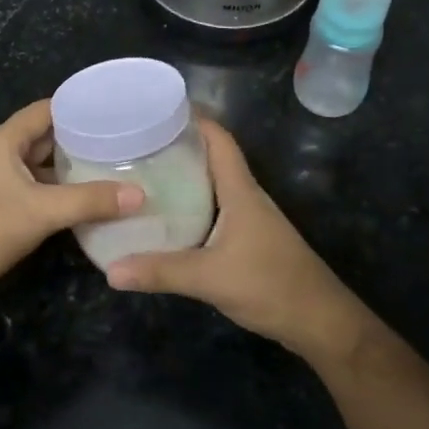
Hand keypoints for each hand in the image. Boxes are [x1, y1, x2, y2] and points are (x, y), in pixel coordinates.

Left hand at [0, 99, 142, 319]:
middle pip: (48, 138)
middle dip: (84, 141)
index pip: (48, 109)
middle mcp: (0, 155)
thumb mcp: (39, 212)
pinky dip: (61, 195)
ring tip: (117, 172)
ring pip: (43, 169)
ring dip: (74, 171)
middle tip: (128, 145)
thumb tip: (140, 194)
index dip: (81, 107)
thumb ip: (90, 201)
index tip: (119, 111)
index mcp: (4, 141)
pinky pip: (37, 193)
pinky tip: (89, 205)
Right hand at [106, 120, 371, 361]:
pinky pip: (216, 210)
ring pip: (215, 186)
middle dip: (181, 146)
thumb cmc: (270, 285)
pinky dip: (193, 205)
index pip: (220, 141)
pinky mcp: (250, 240)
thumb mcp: (210, 278)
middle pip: (214, 158)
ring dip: (186, 176)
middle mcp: (246, 197)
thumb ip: (161, 271)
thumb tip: (110, 270)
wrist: (318, 320)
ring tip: (145, 174)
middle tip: (138, 143)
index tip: (159, 108)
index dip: (195, 119)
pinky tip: (170, 218)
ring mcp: (251, 219)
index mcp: (241, 192)